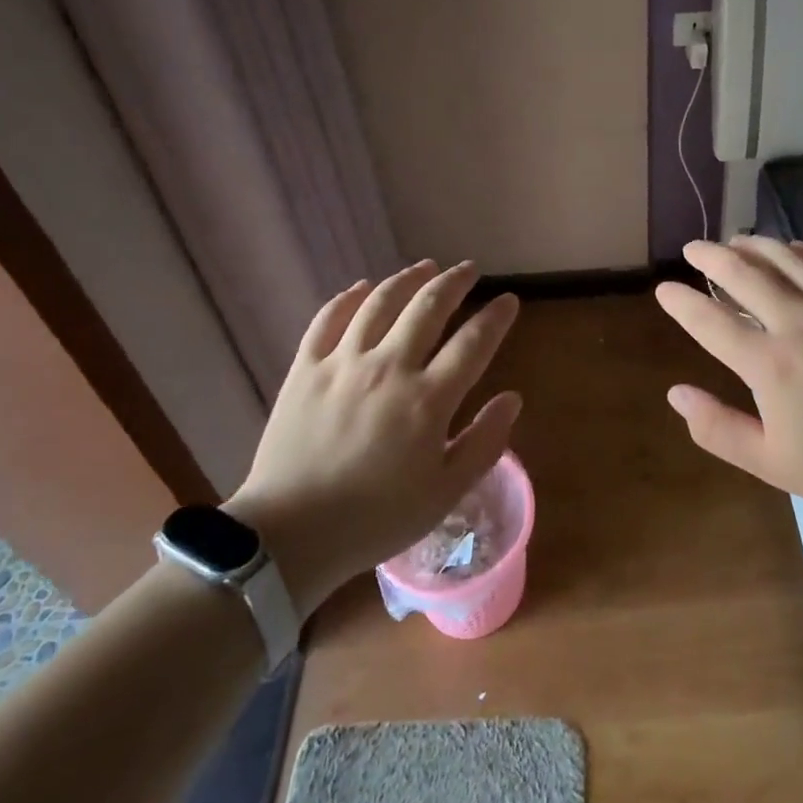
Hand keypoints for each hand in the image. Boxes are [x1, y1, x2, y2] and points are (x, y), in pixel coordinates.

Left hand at [223, 261, 521, 614]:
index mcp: (427, 400)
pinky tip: (362, 288)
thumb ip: (484, 443)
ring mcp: (343, 362)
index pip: (473, 342)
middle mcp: (388, 367)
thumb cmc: (376, 520)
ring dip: (407, 278)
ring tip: (424, 266)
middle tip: (468, 269)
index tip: (508, 300)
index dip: (495, 317)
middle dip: (454, 282)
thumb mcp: (445, 493)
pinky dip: (348, 297)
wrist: (289, 535)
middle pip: (428, 307)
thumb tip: (512, 398)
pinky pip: (328, 318)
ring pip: (380, 302)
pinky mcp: (305, 368)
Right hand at [654, 237, 802, 534]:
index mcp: (770, 364)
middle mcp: (799, 322)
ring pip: (787, 258)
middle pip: (744, 274)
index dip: (681, 303)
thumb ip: (717, 428)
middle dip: (711, 256)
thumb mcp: (771, 462)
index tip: (663, 289)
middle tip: (693, 248)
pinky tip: (795, 249)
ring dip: (754, 245)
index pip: (711, 322)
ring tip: (735, 240)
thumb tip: (675, 394)